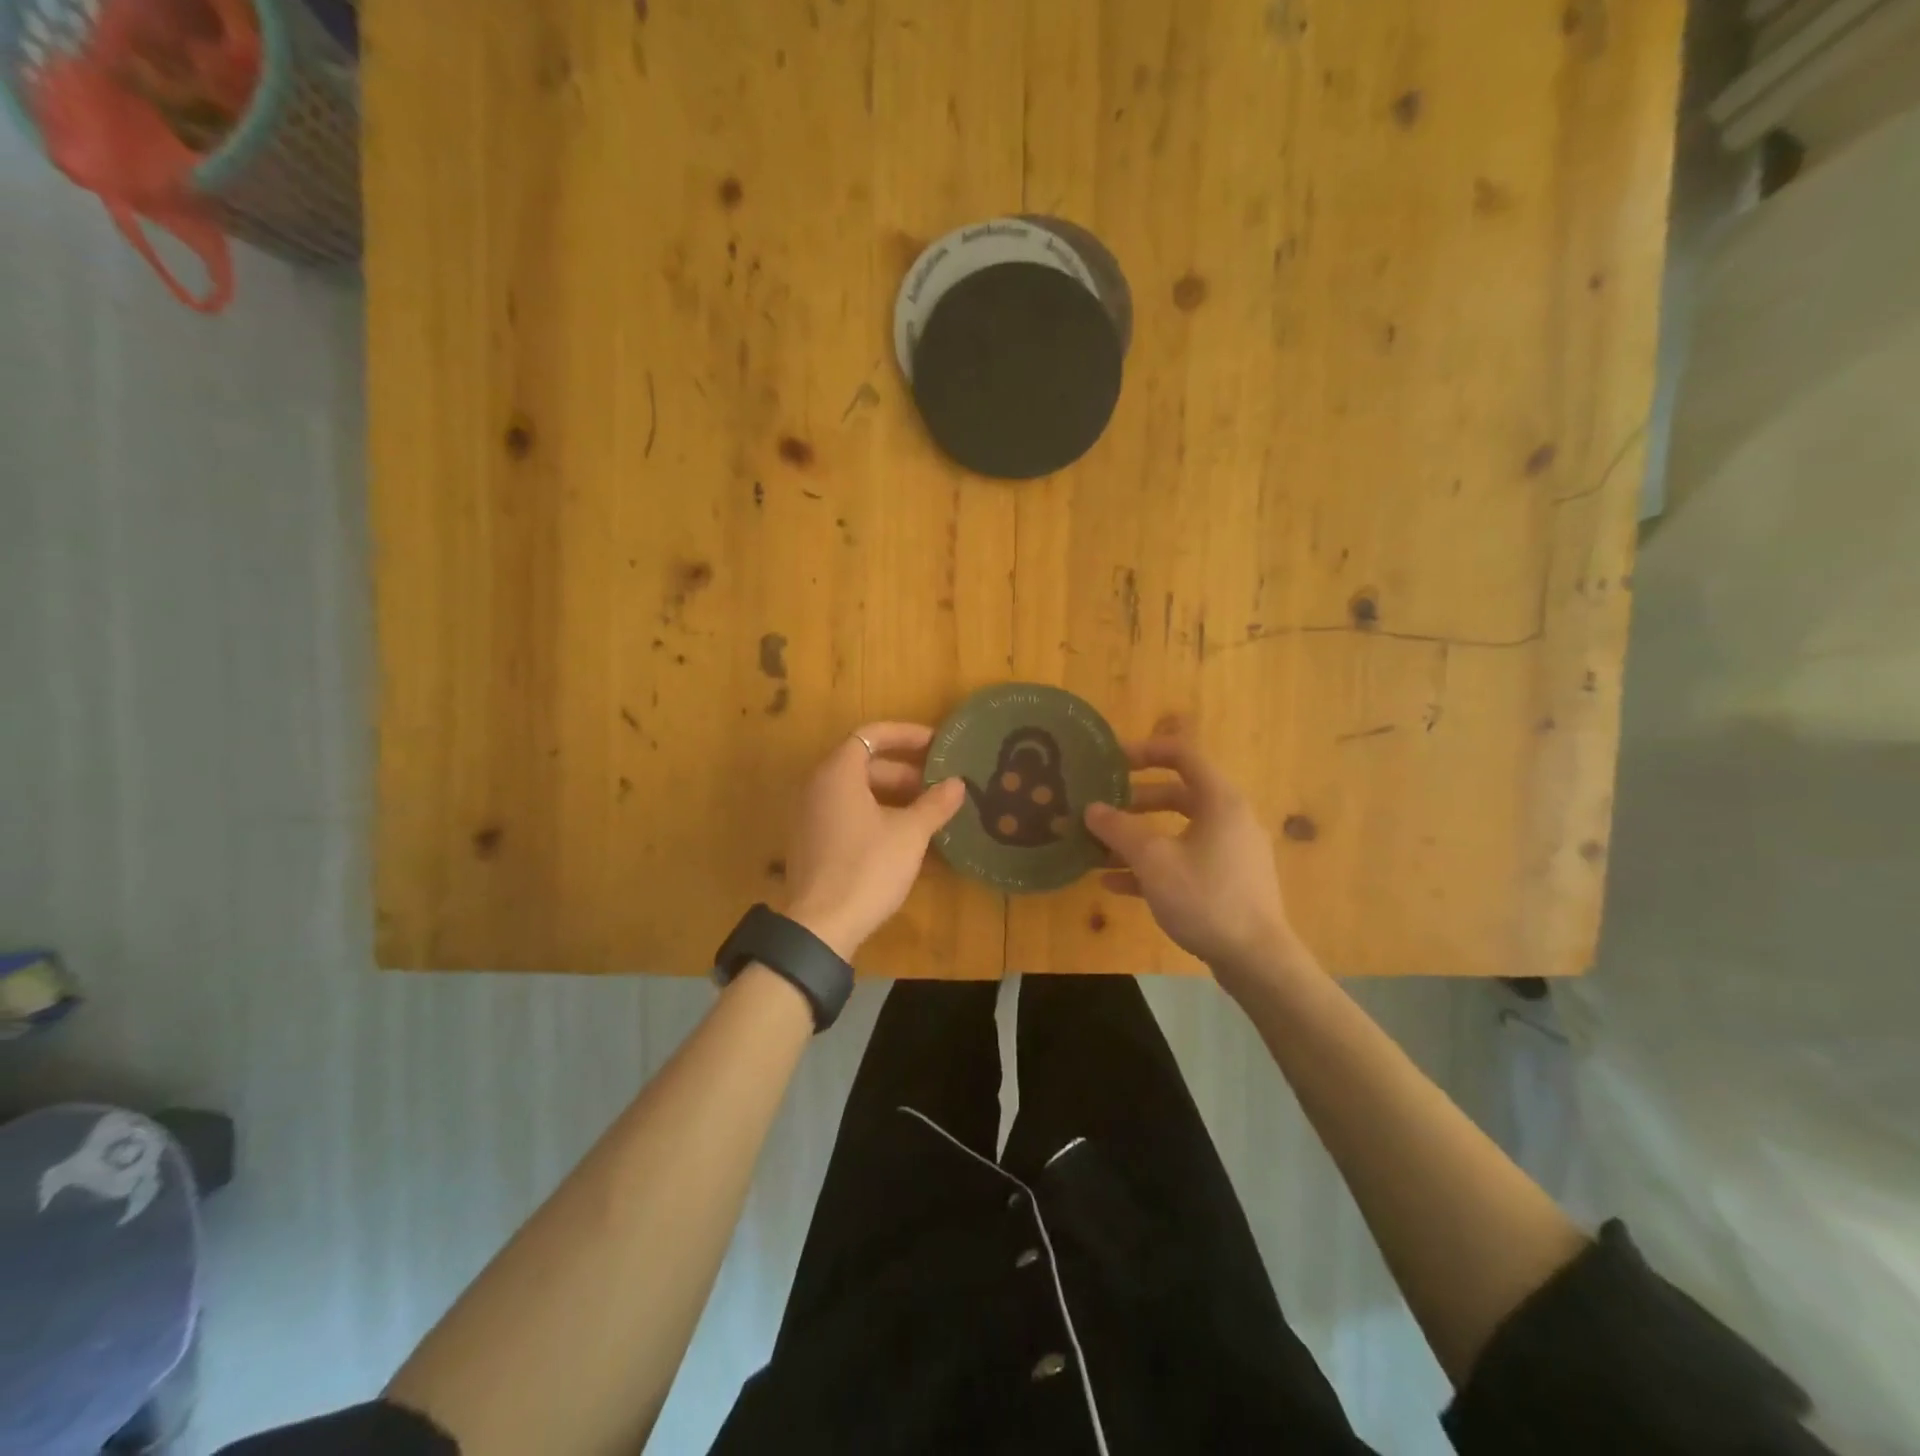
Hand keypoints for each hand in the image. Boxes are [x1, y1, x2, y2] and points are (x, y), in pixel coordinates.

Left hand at [782, 722, 966, 960]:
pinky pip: (845, 813)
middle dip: (903, 770)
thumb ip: (935, 804)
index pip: (871, 735)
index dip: (906, 734)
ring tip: (925, 812)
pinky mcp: (811, 842)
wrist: (821, 926)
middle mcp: (817, 787)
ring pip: (855, 791)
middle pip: (863, 763)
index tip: (936, 744)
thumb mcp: (910, 834)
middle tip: (937, 785)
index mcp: (838, 773)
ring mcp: (810, 816)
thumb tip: (958, 784)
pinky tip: (901, 838)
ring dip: (891, 794)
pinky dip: (874, 814)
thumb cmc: (868, 868)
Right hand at [1083, 727, 1297, 991]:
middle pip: (1177, 794)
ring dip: (1139, 835)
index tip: (1111, 762)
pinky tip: (1115, 883)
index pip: (1182, 755)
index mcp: (1220, 801)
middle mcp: (1230, 818)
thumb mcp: (1153, 860)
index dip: (1145, 751)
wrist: (1256, 960)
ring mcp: (1231, 852)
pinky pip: (1185, 860)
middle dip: (1135, 800)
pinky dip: (1154, 864)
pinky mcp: (1227, 882)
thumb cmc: (1205, 898)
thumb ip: (1119, 830)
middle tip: (1102, 807)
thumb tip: (1091, 809)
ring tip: (1100, 847)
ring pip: (1178, 831)